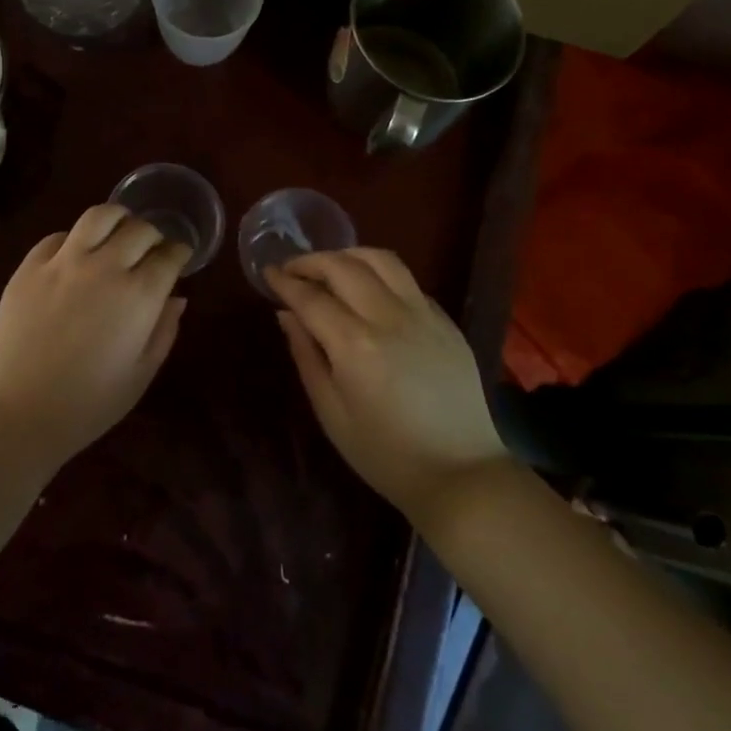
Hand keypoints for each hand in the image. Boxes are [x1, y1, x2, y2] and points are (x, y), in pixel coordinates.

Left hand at [0, 205, 190, 467]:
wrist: (13, 414)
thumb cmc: (85, 406)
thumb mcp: (139, 376)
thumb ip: (163, 332)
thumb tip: (177, 299)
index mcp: (139, 296)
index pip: (169, 256)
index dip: (179, 253)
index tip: (180, 258)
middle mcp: (105, 267)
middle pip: (139, 229)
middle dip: (153, 236)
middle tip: (152, 250)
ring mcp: (63, 262)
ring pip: (99, 216)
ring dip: (117, 219)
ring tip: (118, 233)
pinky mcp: (29, 266)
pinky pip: (58, 236)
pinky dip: (76, 239)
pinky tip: (76, 255)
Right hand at [268, 249, 505, 530]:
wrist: (462, 474)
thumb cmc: (385, 454)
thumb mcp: (331, 413)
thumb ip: (306, 356)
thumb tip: (286, 314)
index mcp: (355, 345)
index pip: (311, 297)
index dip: (285, 281)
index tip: (268, 273)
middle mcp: (390, 317)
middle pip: (344, 266)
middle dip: (312, 261)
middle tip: (293, 270)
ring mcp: (423, 314)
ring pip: (381, 260)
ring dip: (348, 255)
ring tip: (330, 269)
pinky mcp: (445, 320)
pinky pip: (407, 280)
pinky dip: (379, 274)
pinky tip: (369, 292)